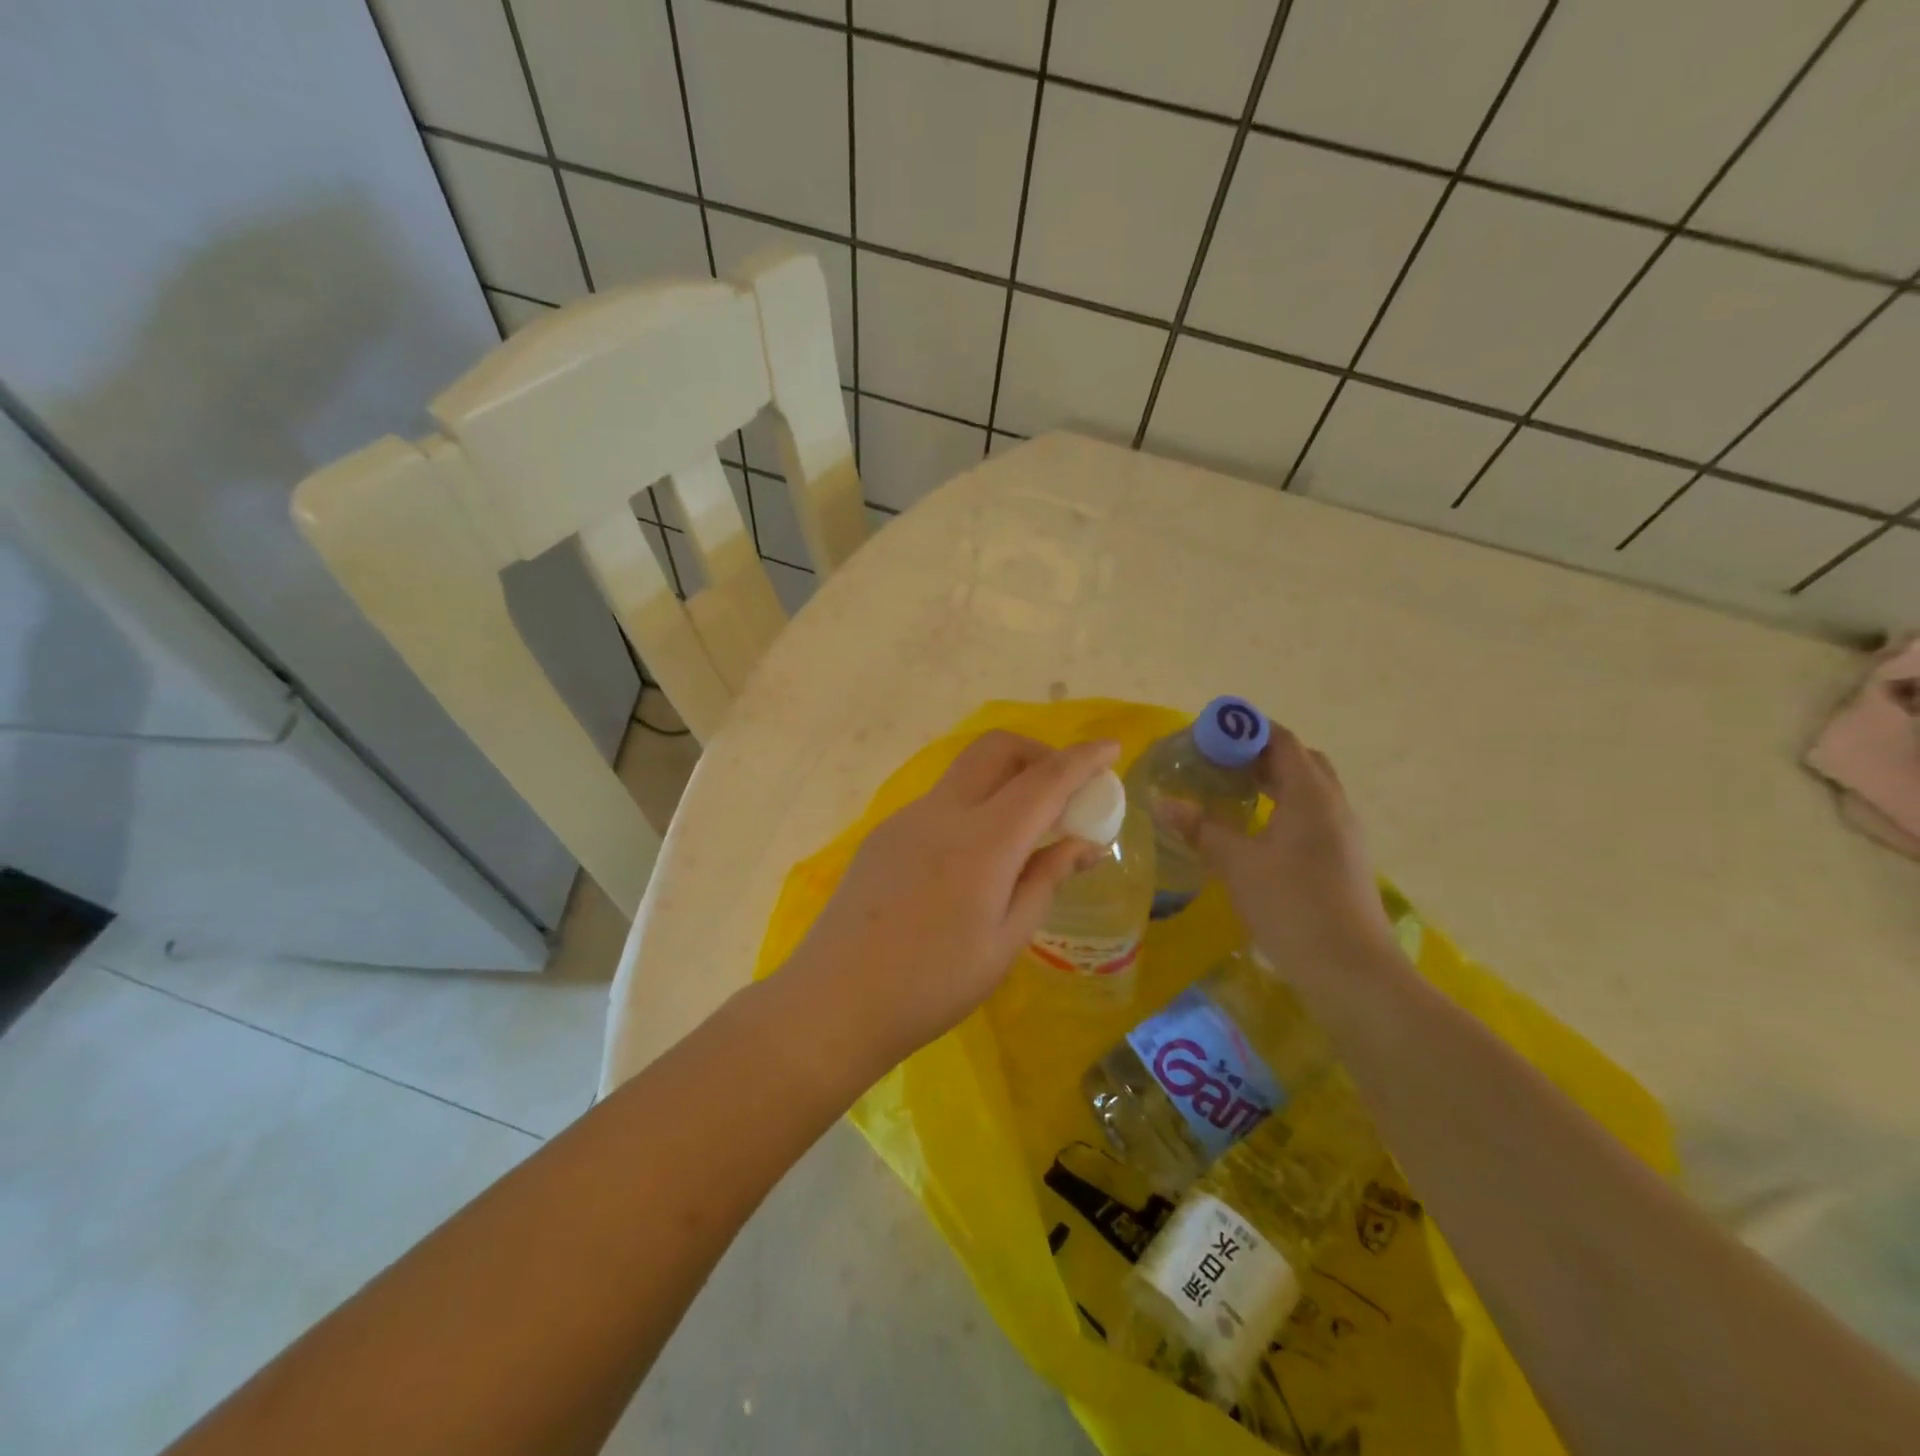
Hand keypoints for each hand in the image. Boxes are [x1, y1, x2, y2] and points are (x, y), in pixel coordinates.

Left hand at [787, 731, 1120, 1064]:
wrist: (836, 1001)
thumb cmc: (933, 984)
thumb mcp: (1006, 941)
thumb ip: (1045, 880)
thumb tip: (1084, 845)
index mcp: (983, 841)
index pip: (1045, 780)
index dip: (1083, 760)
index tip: (1111, 748)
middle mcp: (943, 812)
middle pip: (996, 748)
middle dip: (1038, 752)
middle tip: (1061, 790)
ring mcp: (907, 818)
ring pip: (965, 772)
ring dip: (1004, 779)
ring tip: (1021, 832)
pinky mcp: (884, 833)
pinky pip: (940, 801)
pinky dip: (972, 806)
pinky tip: (972, 859)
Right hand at [1159, 727, 1399, 979]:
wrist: (1353, 972)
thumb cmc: (1294, 907)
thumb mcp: (1238, 865)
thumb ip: (1201, 829)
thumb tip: (1162, 802)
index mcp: (1311, 795)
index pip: (1282, 741)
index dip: (1246, 730)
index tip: (1208, 733)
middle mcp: (1334, 806)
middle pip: (1299, 761)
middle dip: (1259, 753)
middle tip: (1218, 762)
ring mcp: (1343, 835)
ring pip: (1307, 791)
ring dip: (1273, 781)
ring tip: (1231, 792)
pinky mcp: (1341, 861)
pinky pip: (1310, 816)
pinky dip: (1282, 808)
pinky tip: (1255, 832)